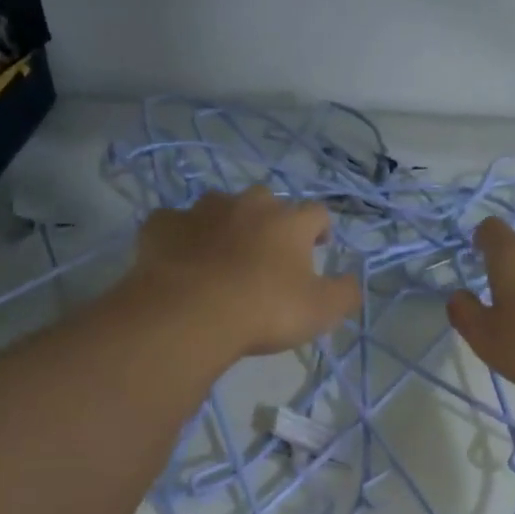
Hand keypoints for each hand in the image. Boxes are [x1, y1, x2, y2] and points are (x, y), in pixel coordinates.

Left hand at [123, 186, 363, 356]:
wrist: (191, 313)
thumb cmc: (265, 310)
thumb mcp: (321, 311)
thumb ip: (345, 293)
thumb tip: (353, 281)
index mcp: (289, 222)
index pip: (317, 213)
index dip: (321, 229)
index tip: (320, 246)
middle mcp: (247, 205)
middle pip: (266, 201)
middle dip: (271, 221)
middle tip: (269, 252)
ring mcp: (201, 211)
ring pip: (219, 206)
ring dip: (225, 224)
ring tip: (223, 254)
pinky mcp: (162, 225)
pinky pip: (174, 224)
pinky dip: (181, 237)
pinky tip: (180, 260)